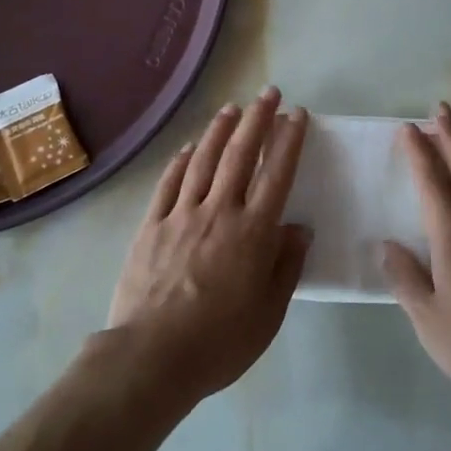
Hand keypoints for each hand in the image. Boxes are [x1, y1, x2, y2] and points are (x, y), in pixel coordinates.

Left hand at [106, 88, 311, 407]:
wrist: (152, 357)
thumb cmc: (220, 341)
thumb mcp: (269, 313)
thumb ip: (286, 266)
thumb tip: (298, 228)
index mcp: (253, 232)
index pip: (276, 174)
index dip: (288, 140)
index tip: (296, 114)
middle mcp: (219, 211)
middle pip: (240, 154)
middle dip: (257, 119)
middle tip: (268, 93)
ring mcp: (182, 215)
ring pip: (204, 160)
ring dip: (219, 130)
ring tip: (231, 108)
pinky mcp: (152, 226)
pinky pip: (169, 183)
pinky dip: (181, 160)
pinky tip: (190, 147)